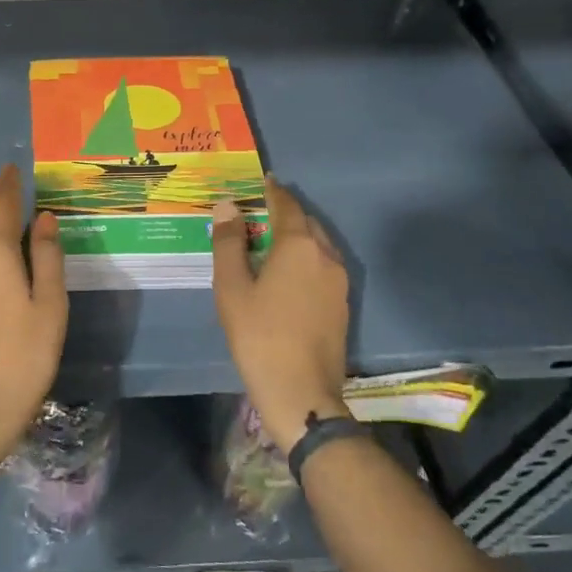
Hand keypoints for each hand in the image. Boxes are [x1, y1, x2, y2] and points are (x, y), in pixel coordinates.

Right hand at [212, 178, 349, 454]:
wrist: (300, 391)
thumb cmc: (258, 334)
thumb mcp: (232, 287)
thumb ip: (229, 243)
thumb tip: (228, 206)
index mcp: (299, 246)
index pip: (287, 205)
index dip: (273, 191)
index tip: (262, 180)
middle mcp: (326, 256)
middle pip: (306, 223)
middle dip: (285, 213)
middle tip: (259, 212)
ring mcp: (339, 282)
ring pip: (318, 245)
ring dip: (297, 236)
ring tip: (270, 241)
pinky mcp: (342, 305)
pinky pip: (323, 267)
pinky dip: (305, 258)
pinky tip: (287, 273)